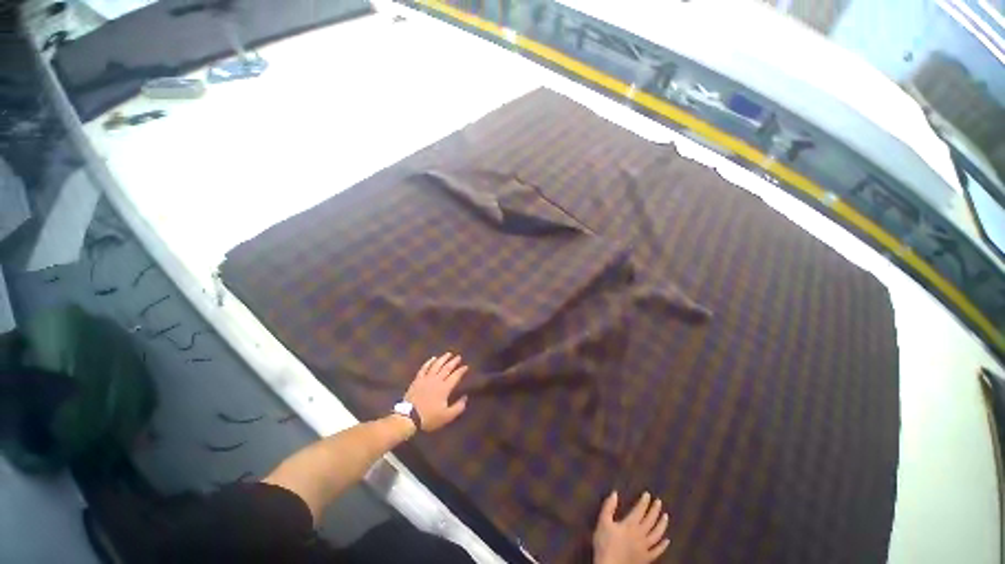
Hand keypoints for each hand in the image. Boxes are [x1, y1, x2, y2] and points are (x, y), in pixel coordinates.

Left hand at [404, 353, 468, 431]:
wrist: (409, 417)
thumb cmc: (429, 417)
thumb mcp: (447, 416)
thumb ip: (458, 407)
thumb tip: (465, 397)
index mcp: (445, 388)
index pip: (455, 376)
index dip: (461, 371)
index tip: (466, 366)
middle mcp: (437, 380)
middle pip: (447, 368)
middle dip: (454, 362)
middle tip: (459, 356)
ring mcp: (426, 378)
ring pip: (436, 365)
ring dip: (443, 358)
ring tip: (448, 354)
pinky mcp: (417, 380)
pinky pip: (424, 368)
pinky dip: (429, 362)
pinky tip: (433, 358)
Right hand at [593, 491, 669, 563]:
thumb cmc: (605, 543)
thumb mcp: (603, 522)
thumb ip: (609, 507)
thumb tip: (614, 493)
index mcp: (630, 524)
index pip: (640, 510)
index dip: (644, 502)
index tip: (648, 494)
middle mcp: (640, 534)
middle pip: (650, 520)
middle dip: (655, 510)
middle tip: (659, 502)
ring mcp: (645, 547)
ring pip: (657, 534)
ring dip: (662, 525)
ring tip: (666, 516)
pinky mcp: (646, 559)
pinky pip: (657, 551)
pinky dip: (663, 545)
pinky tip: (666, 540)